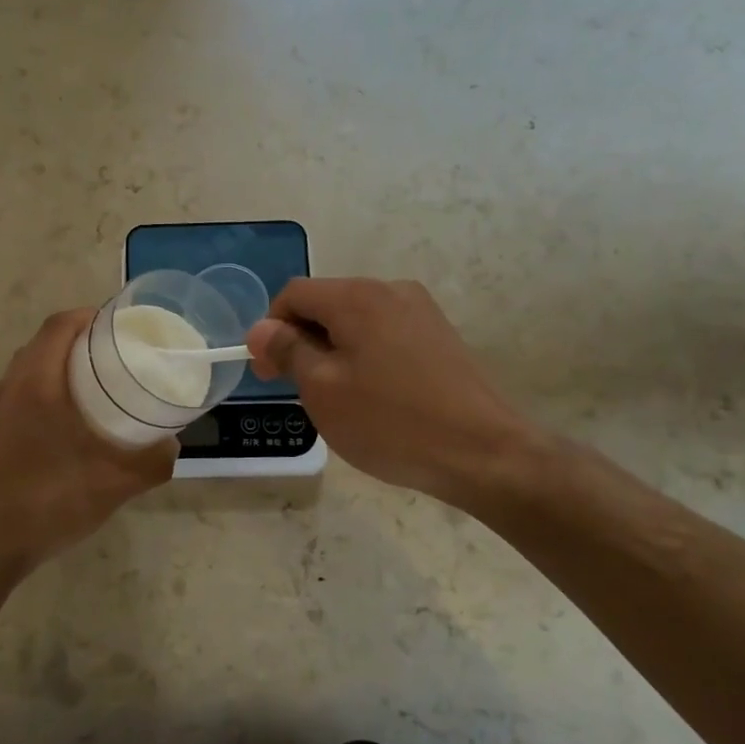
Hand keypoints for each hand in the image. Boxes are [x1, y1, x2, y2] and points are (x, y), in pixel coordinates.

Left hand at [0, 309, 176, 574]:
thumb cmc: (50, 502)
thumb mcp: (115, 484)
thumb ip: (152, 462)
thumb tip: (172, 445)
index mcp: (37, 384)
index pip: (59, 326)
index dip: (89, 315)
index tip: (120, 323)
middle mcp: (11, 387)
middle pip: (44, 342)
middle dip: (80, 338)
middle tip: (117, 352)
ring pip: (30, 367)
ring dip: (61, 363)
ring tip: (97, 381)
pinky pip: (21, 391)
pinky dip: (47, 387)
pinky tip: (70, 419)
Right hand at [247, 278, 545, 509]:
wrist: (482, 453)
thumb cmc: (389, 421)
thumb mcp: (322, 389)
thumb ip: (287, 351)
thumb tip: (261, 329)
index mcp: (357, 296)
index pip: (293, 294)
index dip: (270, 329)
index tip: (267, 373)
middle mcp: (390, 289)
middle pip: (326, 304)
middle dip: (302, 341)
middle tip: (298, 391)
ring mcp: (421, 311)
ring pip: (355, 321)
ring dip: (332, 351)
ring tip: (338, 399)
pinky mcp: (440, 335)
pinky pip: (384, 335)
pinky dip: (364, 357)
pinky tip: (374, 397)